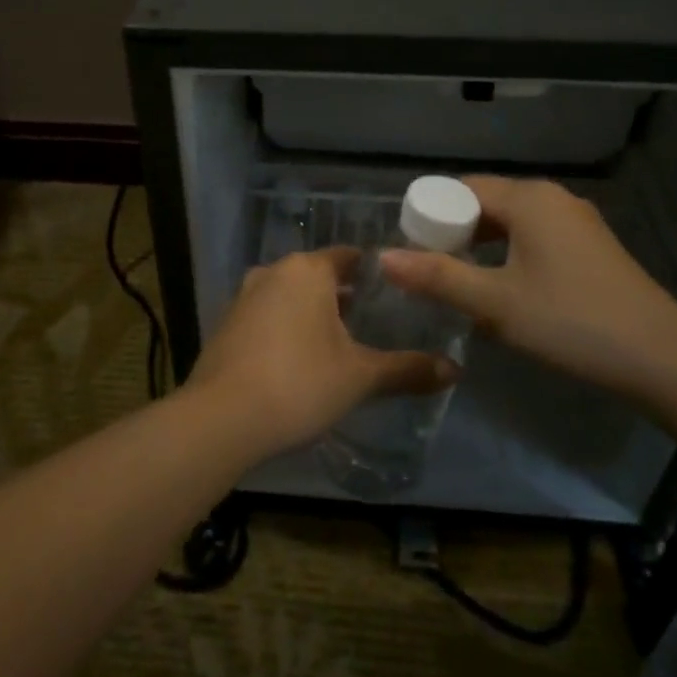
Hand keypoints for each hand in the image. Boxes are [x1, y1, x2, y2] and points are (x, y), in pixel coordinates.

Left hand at [186, 248, 459, 457]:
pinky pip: (267, 315)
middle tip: (376, 322)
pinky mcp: (226, 324)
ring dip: (313, 313)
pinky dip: (286, 328)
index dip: (375, 274)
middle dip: (345, 296)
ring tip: (342, 344)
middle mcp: (273, 272)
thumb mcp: (360, 377)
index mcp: (307, 270)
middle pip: (319, 275)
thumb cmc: (299, 384)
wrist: (221, 419)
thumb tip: (455, 370)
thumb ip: (407, 369)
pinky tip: (299, 360)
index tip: (397, 294)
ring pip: (290, 295)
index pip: (349, 257)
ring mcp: (244, 296)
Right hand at [380, 176, 676, 397]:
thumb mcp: (495, 303)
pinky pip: (535, 237)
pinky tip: (503, 288)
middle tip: (429, 270)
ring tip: (459, 281)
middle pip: (486, 202)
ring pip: (512, 222)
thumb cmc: (571, 322)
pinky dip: (510, 253)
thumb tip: (383, 257)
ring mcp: (577, 222)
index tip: (410, 249)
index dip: (431, 215)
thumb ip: (437, 277)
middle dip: (454, 231)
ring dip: (482, 245)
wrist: (662, 358)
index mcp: (529, 199)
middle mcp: (553, 199)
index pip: (461, 189)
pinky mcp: (592, 247)